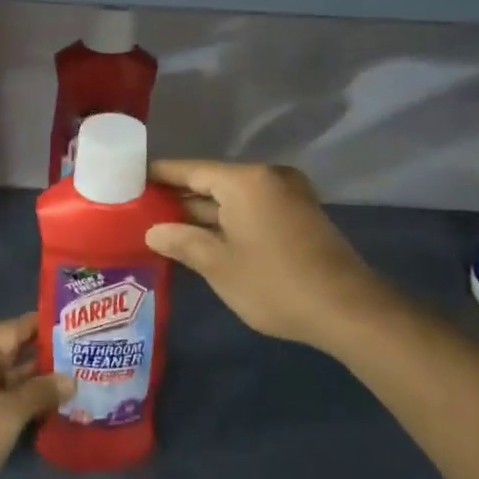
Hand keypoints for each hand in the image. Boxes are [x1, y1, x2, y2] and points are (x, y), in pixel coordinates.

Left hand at [0, 314, 73, 478]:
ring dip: (38, 381)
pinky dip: (23, 398)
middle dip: (48, 358)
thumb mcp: (7, 414)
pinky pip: (0, 394)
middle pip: (14, 350)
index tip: (83, 329)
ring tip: (79, 379)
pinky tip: (54, 404)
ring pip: (9, 375)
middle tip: (88, 357)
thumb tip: (72, 380)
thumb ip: (41, 392)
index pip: (17, 327)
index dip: (50, 328)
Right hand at [145, 159, 380, 351]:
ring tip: (165, 226)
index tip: (131, 177)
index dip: (160, 174)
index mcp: (245, 180)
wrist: (347, 309)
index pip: (191, 169)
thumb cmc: (275, 283)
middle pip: (213, 182)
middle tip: (141, 209)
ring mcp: (288, 195)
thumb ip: (182, 241)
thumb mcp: (219, 265)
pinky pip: (253, 209)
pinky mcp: (300, 216)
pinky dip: (228, 221)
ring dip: (204, 213)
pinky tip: (204, 238)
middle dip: (180, 198)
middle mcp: (267, 178)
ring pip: (233, 198)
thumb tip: (154, 230)